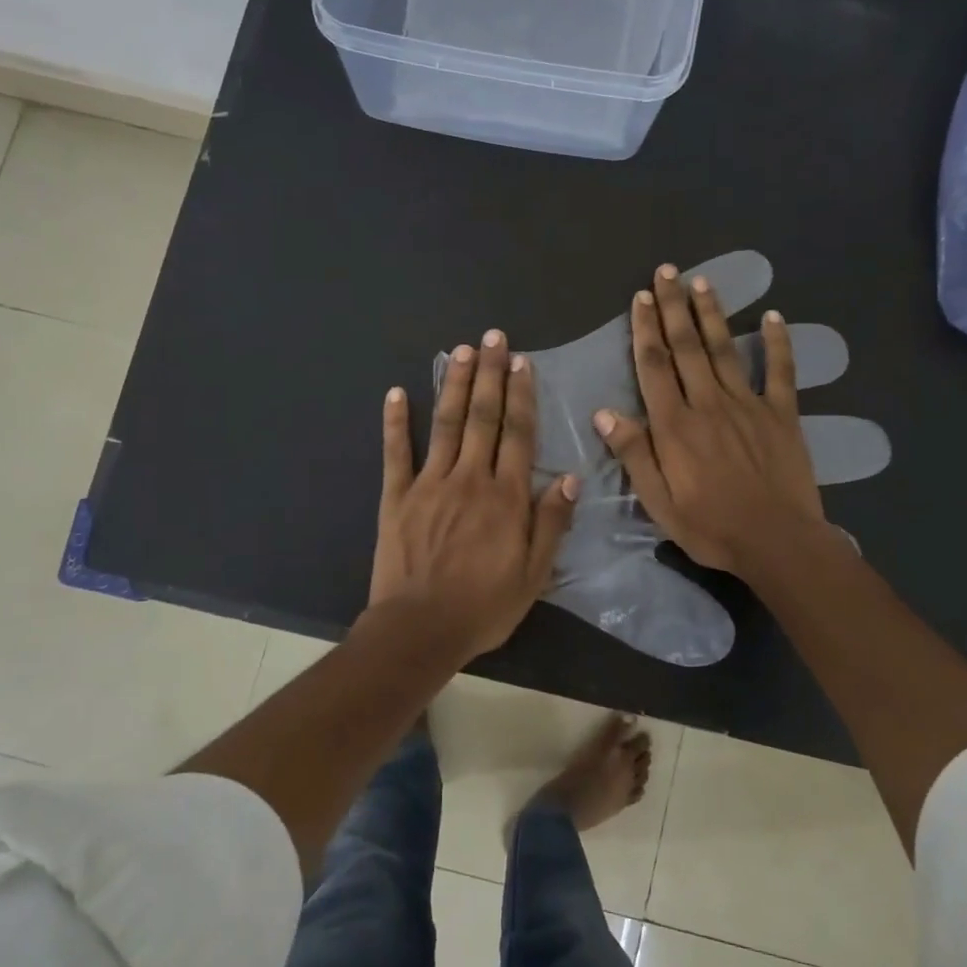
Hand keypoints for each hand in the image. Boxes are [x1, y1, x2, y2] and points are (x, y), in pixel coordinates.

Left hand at [370, 330, 578, 660]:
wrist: (419, 628)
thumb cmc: (483, 607)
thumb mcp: (533, 575)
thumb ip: (551, 524)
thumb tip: (571, 479)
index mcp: (506, 496)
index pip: (518, 434)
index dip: (522, 395)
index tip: (522, 363)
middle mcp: (470, 478)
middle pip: (483, 417)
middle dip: (490, 375)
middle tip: (493, 338)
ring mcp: (429, 483)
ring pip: (446, 423)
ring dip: (454, 384)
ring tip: (460, 350)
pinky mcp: (397, 496)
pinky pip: (396, 452)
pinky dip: (395, 422)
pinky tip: (395, 393)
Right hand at [592, 264, 826, 577]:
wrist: (777, 542)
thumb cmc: (711, 527)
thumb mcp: (659, 501)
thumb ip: (634, 454)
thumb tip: (605, 412)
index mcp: (676, 425)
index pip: (655, 366)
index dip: (645, 330)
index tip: (641, 298)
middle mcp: (709, 403)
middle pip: (687, 347)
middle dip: (674, 307)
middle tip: (667, 272)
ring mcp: (749, 405)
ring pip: (725, 350)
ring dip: (712, 314)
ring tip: (701, 282)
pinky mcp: (783, 414)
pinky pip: (781, 371)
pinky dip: (778, 343)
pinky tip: (774, 316)